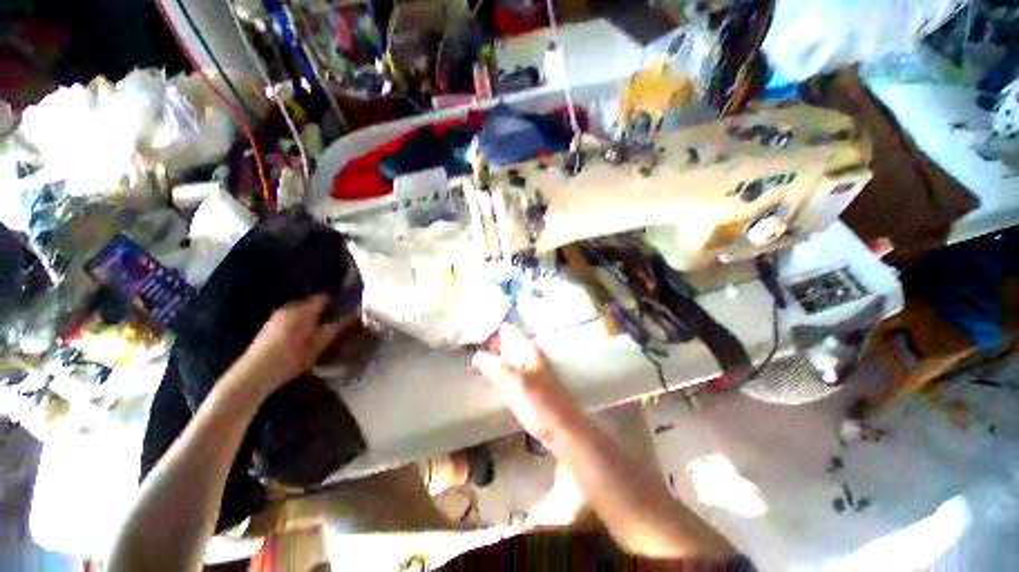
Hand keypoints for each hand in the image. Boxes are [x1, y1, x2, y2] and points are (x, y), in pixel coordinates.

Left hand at [237, 295, 356, 393]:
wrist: (254, 373)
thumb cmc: (291, 359)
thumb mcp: (318, 345)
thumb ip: (335, 328)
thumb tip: (353, 316)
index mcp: (304, 310)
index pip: (325, 298)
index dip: (337, 303)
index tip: (346, 312)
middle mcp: (290, 307)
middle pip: (313, 303)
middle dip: (325, 311)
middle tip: (335, 324)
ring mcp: (278, 315)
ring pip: (301, 310)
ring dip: (312, 317)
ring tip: (320, 331)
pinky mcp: (270, 323)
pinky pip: (292, 316)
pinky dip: (300, 321)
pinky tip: (302, 336)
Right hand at [471, 324, 580, 443]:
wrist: (562, 430)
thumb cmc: (539, 404)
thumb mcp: (515, 382)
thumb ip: (495, 366)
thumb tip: (477, 356)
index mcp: (529, 350)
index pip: (508, 331)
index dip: (491, 332)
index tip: (472, 338)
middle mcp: (531, 357)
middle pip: (507, 345)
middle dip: (489, 347)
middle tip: (470, 356)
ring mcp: (531, 372)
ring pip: (508, 359)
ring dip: (493, 361)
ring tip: (475, 367)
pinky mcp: (530, 388)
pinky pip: (510, 374)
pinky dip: (498, 374)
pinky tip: (490, 381)